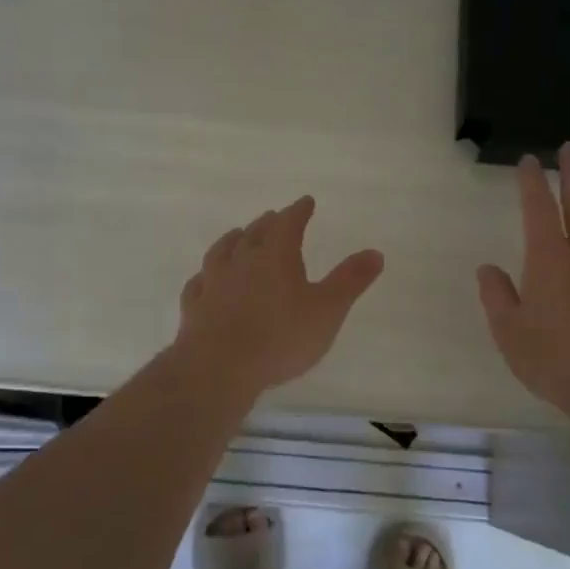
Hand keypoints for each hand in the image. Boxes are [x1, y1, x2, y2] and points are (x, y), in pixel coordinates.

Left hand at [173, 196, 385, 396]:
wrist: (219, 367)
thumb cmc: (281, 337)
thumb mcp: (327, 310)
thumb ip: (350, 281)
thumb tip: (375, 252)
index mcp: (275, 256)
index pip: (288, 223)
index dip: (298, 211)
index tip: (305, 202)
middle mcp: (242, 262)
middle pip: (254, 233)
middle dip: (267, 223)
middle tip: (273, 216)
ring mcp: (213, 283)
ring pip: (222, 252)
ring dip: (232, 241)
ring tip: (237, 235)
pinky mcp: (194, 307)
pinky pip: (198, 283)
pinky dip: (204, 276)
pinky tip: (204, 279)